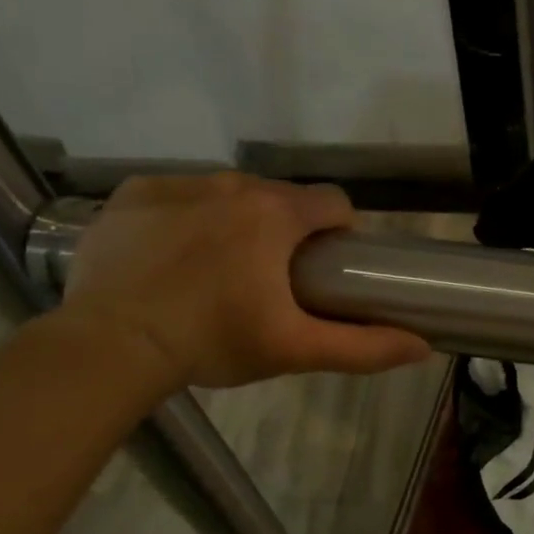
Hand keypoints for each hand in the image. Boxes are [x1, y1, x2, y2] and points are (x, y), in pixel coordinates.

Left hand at [57, 173, 429, 390]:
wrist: (111, 345)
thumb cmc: (213, 341)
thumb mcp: (295, 349)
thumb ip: (364, 347)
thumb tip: (423, 347)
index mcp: (276, 213)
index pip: (333, 204)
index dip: (338, 235)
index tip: (322, 270)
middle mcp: (231, 184)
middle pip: (281, 198)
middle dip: (285, 231)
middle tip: (268, 282)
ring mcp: (178, 184)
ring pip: (230, 194)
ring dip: (236, 222)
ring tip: (217, 271)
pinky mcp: (133, 194)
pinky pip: (178, 196)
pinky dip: (186, 218)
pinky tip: (173, 257)